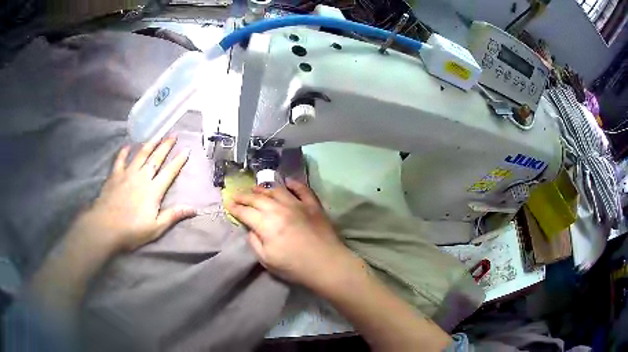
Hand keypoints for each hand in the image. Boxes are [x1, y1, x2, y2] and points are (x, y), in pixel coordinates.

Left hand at [68, 136, 195, 252]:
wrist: (106, 227)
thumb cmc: (132, 230)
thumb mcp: (156, 228)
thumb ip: (173, 215)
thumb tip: (193, 209)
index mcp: (153, 190)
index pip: (169, 172)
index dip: (179, 161)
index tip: (187, 149)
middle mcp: (142, 177)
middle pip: (156, 158)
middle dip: (166, 145)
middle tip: (173, 134)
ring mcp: (127, 174)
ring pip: (140, 154)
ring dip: (149, 144)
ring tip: (157, 135)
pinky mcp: (115, 175)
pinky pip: (120, 159)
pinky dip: (124, 152)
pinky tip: (127, 146)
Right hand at [226, 179, 364, 292]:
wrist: (327, 264)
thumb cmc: (295, 267)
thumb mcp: (267, 260)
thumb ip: (255, 242)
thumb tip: (251, 229)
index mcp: (267, 224)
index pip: (246, 212)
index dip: (235, 208)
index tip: (228, 204)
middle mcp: (280, 209)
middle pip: (258, 198)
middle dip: (245, 196)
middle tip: (237, 195)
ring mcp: (298, 204)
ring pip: (277, 190)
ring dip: (264, 188)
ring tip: (256, 188)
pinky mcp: (313, 205)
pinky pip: (302, 189)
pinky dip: (293, 184)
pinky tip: (287, 182)